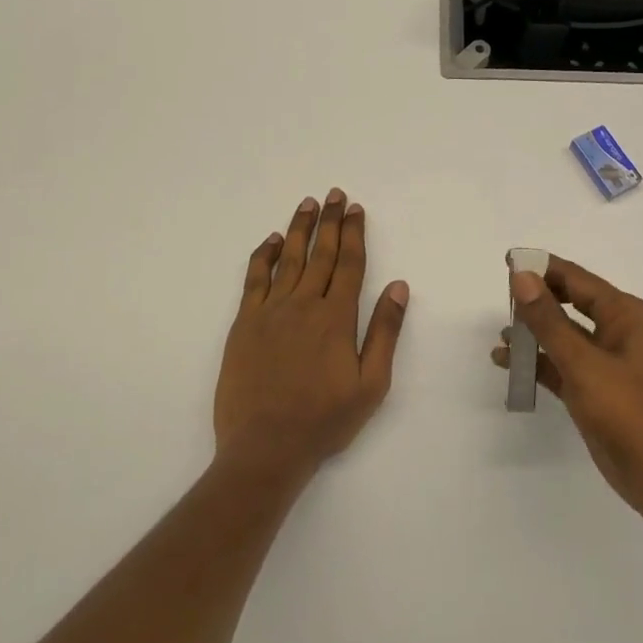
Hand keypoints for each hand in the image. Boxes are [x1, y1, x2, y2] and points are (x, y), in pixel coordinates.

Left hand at [215, 189, 409, 476]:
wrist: (265, 447)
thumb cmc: (324, 420)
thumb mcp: (371, 384)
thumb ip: (384, 332)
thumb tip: (399, 286)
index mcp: (336, 318)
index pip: (350, 264)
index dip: (353, 233)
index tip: (355, 209)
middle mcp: (303, 305)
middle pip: (320, 254)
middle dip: (329, 222)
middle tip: (334, 195)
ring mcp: (270, 312)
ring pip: (287, 259)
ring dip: (298, 229)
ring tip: (306, 204)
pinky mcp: (244, 324)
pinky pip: (254, 279)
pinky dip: (262, 256)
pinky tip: (269, 241)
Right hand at [494, 256, 642, 536]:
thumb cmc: (630, 413)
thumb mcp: (584, 363)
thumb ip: (549, 320)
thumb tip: (521, 276)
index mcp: (626, 314)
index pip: (578, 279)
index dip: (542, 269)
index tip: (507, 260)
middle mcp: (618, 331)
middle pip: (570, 303)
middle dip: (537, 300)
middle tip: (500, 296)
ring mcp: (607, 363)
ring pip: (564, 336)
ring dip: (534, 333)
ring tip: (501, 334)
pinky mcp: (596, 391)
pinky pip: (561, 365)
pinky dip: (538, 363)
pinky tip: (508, 363)